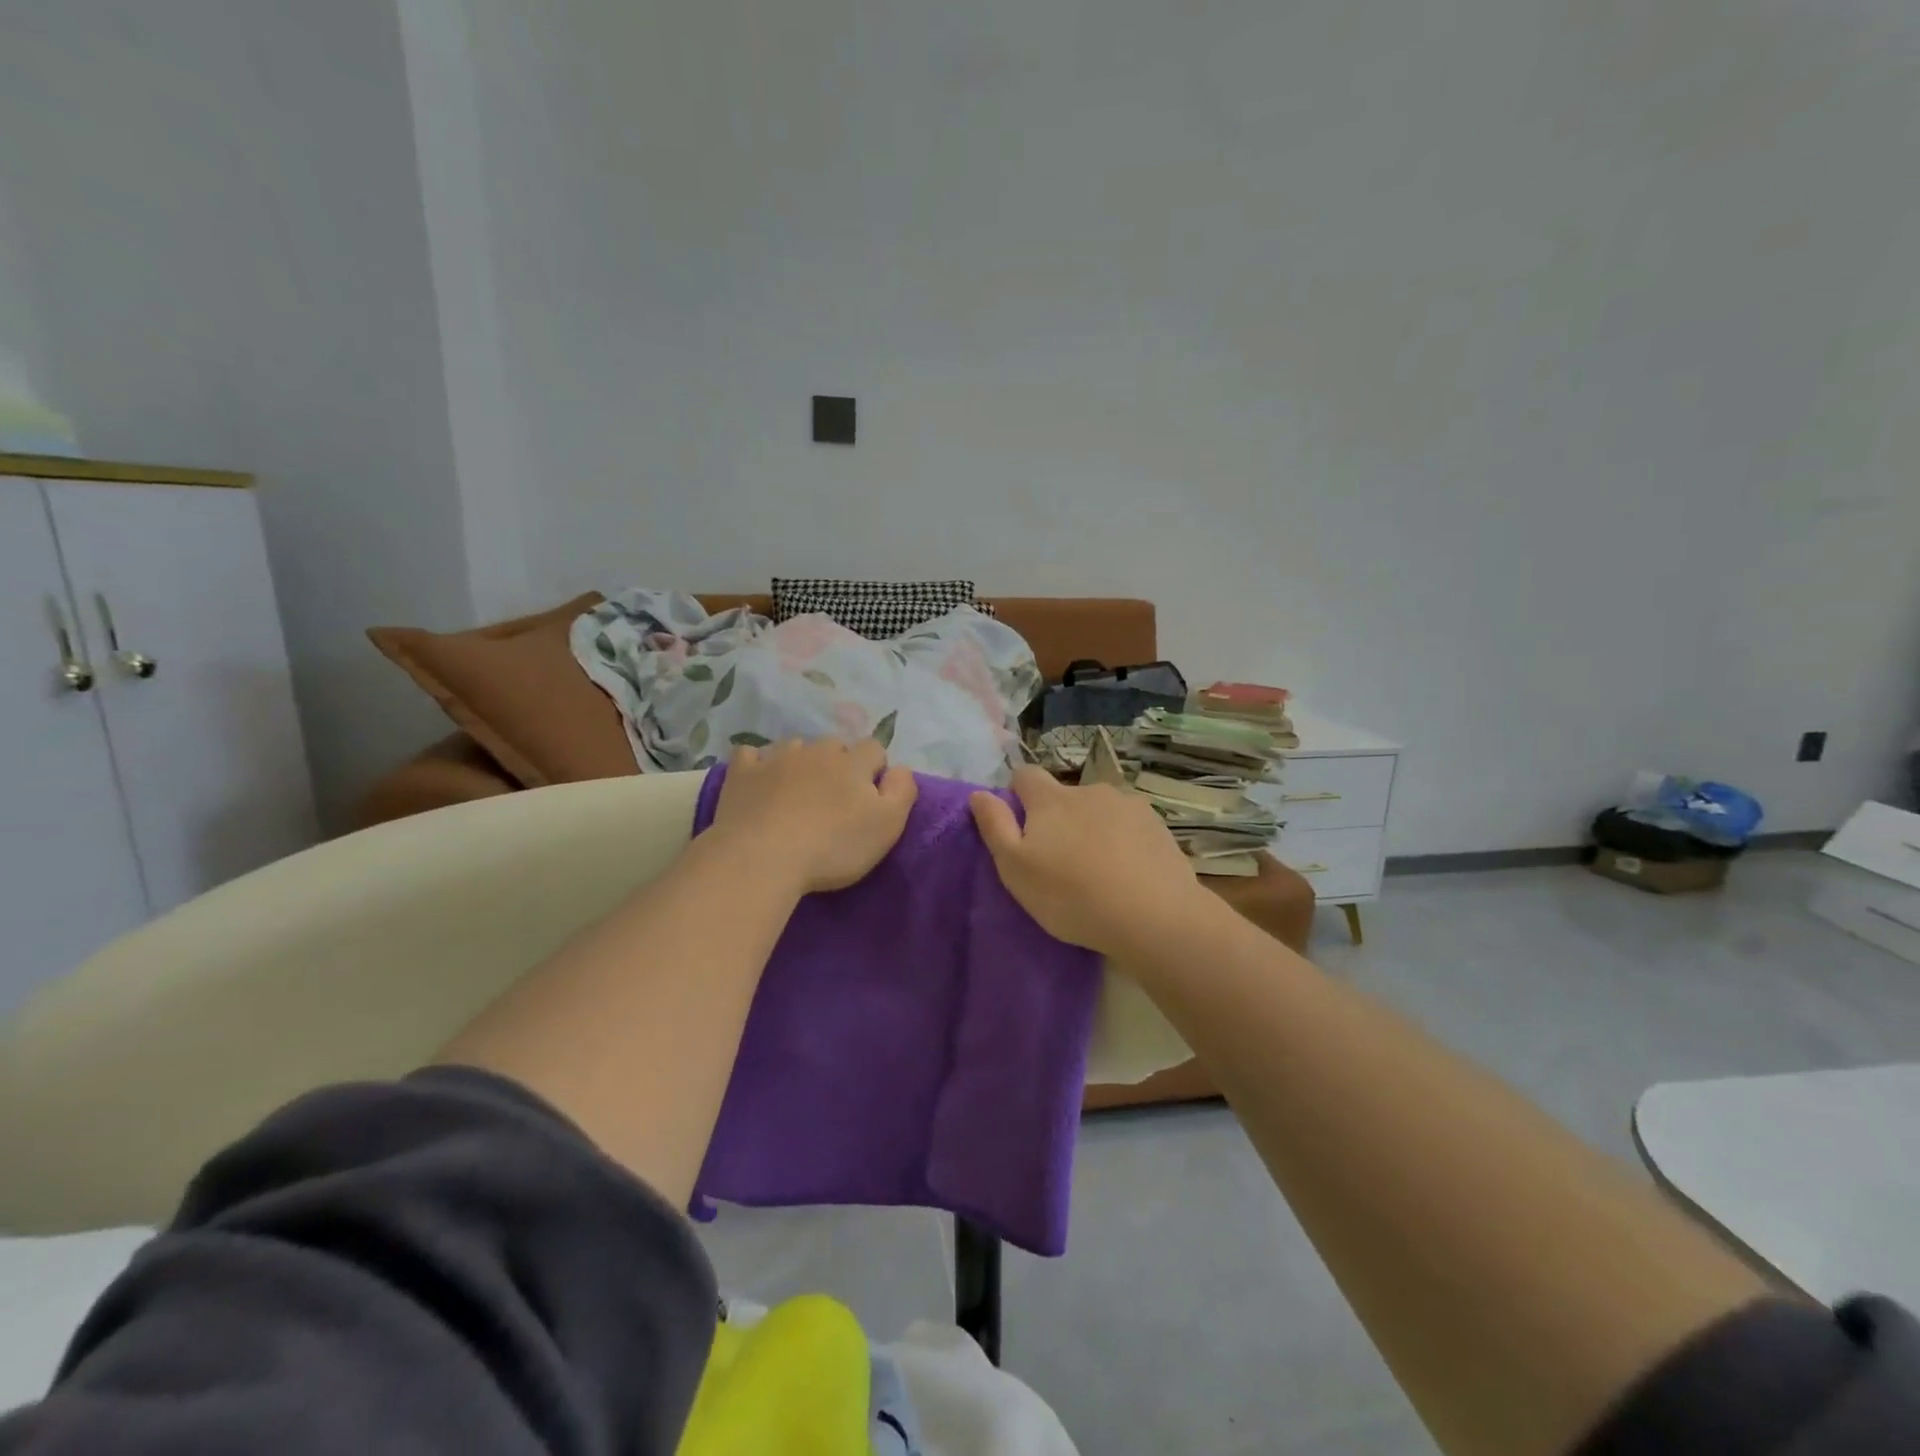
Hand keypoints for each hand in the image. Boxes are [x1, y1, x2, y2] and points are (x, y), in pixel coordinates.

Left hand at [710, 738, 917, 894]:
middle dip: (838, 764)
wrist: (761, 857)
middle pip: (834, 745)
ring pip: (795, 747)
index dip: (876, 769)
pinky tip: (759, 781)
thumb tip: (901, 768)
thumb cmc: (832, 846)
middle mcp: (815, 751)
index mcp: (852, 763)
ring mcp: (775, 758)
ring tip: (797, 791)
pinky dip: (757, 764)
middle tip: (834, 798)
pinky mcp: (742, 773)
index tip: (870, 796)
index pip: (874, 749)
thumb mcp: (887, 826)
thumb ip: (902, 791)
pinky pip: (750, 755)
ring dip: (801, 762)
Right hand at [969, 766, 1212, 958]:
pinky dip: (1123, 841)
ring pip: (1099, 810)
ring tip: (1098, 870)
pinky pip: (1130, 826)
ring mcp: (1128, 805)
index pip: (1025, 775)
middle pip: (1064, 795)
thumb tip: (979, 793)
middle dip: (1058, 818)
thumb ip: (995, 826)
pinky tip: (1128, 873)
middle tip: (1060, 861)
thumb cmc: (1071, 895)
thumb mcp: (1016, 869)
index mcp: (1051, 799)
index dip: (1018, 795)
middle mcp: (1090, 790)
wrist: (1153, 916)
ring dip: (1093, 828)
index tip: (1022, 828)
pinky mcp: (1158, 825)